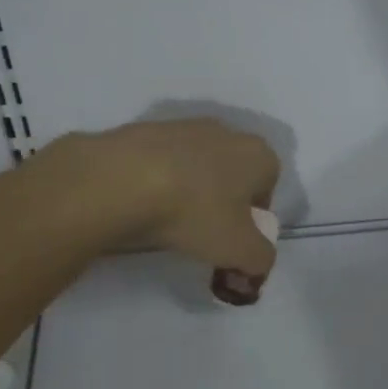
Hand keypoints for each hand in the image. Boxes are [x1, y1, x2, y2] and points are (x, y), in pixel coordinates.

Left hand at [75, 118, 281, 274]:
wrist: (119, 180)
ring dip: (189, 189)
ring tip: (167, 219)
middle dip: (222, 201)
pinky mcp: (145, 129)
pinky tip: (141, 202)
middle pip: (233, 173)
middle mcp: (226, 132)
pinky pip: (161, 161)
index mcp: (258, 154)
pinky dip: (157, 180)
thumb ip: (261, 259)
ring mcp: (184, 126)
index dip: (253, 218)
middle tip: (202, 232)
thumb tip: (257, 263)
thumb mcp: (239, 250)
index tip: (232, 240)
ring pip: (197, 165)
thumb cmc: (193, 212)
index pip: (268, 187)